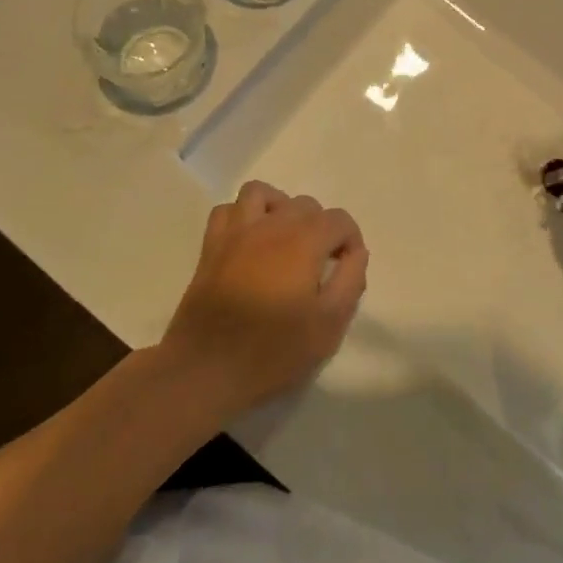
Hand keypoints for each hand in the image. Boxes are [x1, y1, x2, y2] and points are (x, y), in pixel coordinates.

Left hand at [161, 181, 367, 416]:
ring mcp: (237, 232)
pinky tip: (250, 241)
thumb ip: (351, 281)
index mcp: (304, 240)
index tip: (346, 269)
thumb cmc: (273, 350)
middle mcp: (272, 224)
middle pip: (305, 205)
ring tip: (285, 239)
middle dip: (320, 228)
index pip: (339, 220)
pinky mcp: (211, 246)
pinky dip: (242, 217)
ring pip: (263, 194)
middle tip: (319, 266)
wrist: (206, 369)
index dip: (350, 241)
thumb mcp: (329, 325)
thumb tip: (356, 253)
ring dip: (280, 208)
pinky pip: (228, 211)